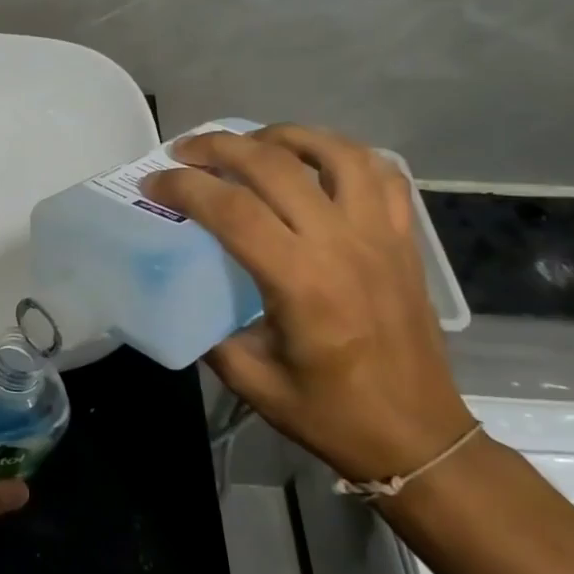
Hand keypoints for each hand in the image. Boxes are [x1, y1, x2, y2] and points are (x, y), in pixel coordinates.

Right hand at [143, 124, 472, 483]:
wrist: (420, 438)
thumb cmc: (332, 415)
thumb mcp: (251, 380)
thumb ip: (211, 331)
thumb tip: (185, 293)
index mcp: (301, 282)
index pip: (232, 209)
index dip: (184, 186)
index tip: (152, 183)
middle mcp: (342, 245)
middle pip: (274, 164)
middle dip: (219, 146)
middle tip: (184, 151)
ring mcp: (380, 235)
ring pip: (333, 152)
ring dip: (283, 135)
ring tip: (250, 143)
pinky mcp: (405, 240)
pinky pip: (380, 173)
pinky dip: (342, 154)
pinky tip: (315, 162)